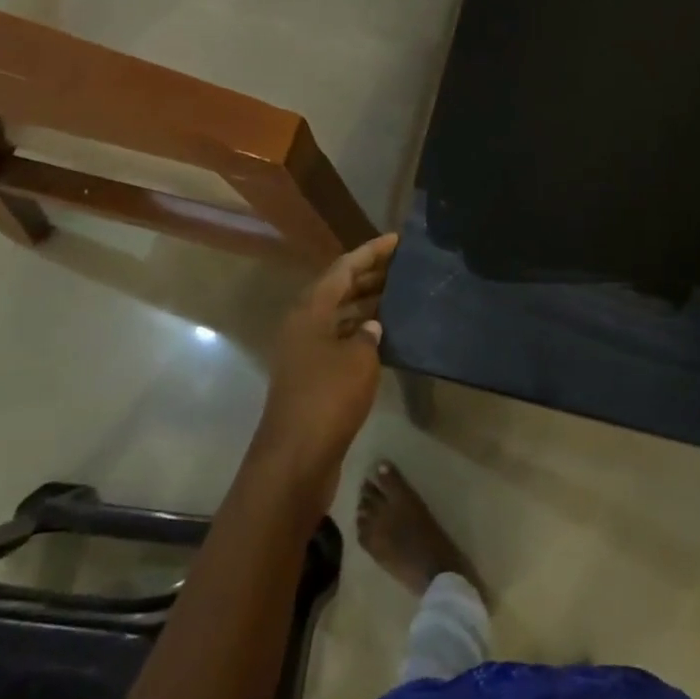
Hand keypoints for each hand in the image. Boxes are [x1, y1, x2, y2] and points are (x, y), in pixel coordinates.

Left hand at [250, 234, 396, 513]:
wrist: (296, 459)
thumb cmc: (328, 398)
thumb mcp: (359, 359)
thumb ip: (369, 334)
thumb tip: (372, 327)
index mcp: (310, 310)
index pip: (343, 268)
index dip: (370, 252)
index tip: (396, 240)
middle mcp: (304, 325)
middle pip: (339, 289)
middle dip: (370, 275)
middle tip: (403, 266)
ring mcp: (306, 352)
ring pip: (340, 316)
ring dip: (366, 304)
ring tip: (400, 294)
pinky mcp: (312, 378)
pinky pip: (340, 341)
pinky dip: (361, 333)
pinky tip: (386, 336)